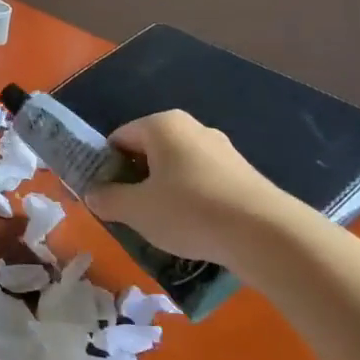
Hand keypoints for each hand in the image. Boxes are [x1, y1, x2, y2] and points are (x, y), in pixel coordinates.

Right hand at [85, 111, 294, 266]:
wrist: (266, 234)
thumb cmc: (189, 211)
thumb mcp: (136, 210)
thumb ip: (108, 199)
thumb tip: (93, 194)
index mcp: (162, 125)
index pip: (120, 138)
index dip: (107, 166)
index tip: (106, 196)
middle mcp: (192, 128)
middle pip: (150, 151)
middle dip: (137, 179)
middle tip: (131, 212)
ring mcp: (222, 150)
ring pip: (178, 168)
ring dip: (165, 192)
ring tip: (164, 225)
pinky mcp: (243, 174)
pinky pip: (203, 182)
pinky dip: (193, 200)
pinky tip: (195, 229)